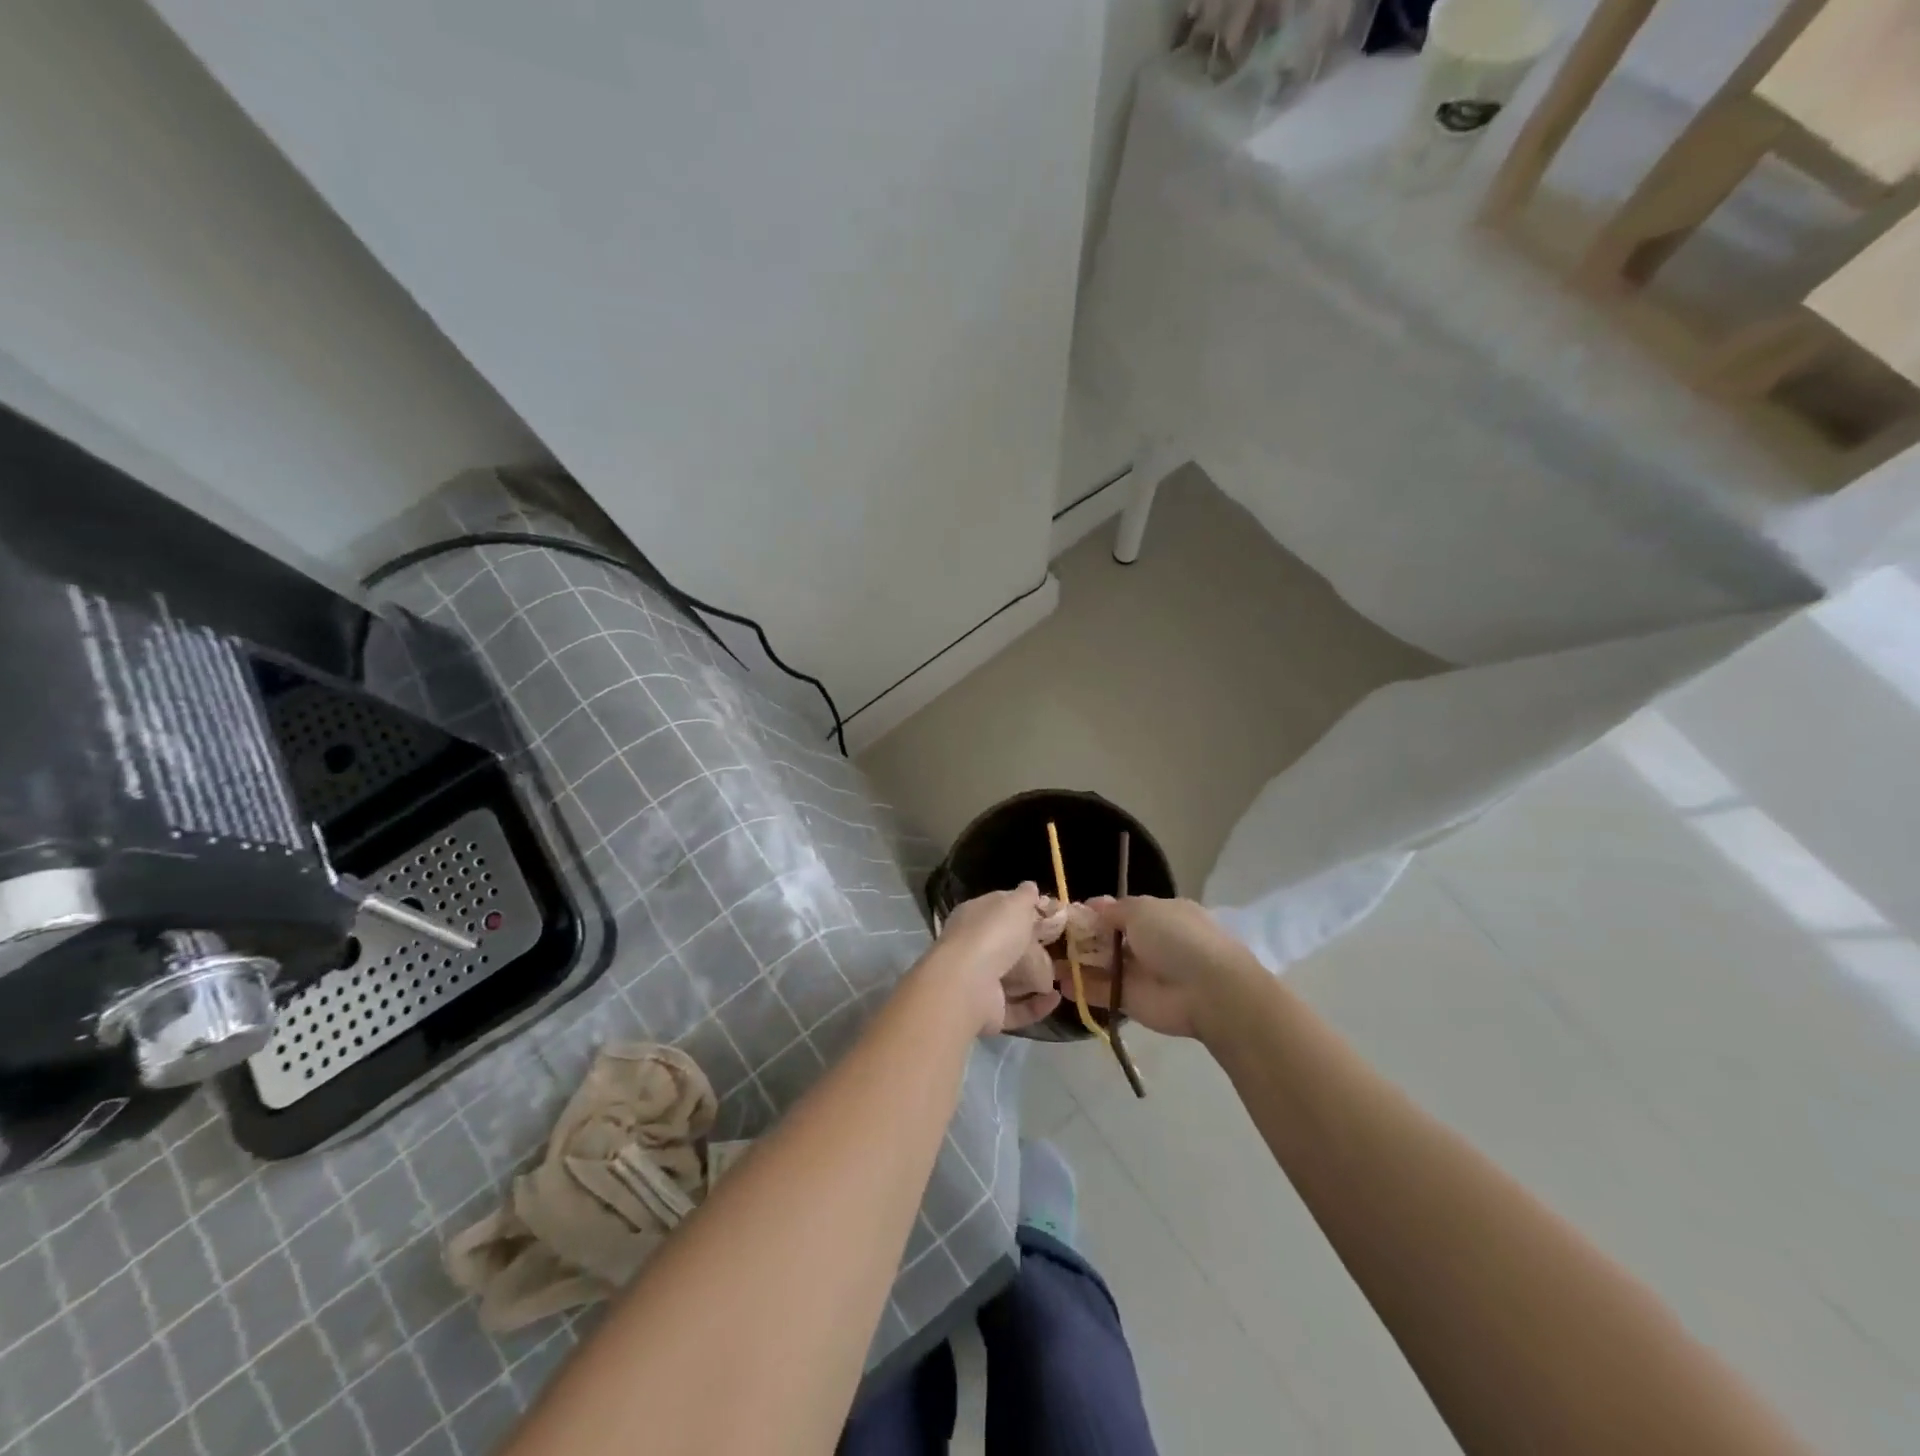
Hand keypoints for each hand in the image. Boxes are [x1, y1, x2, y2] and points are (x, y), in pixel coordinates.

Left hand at [935, 884, 1069, 1035]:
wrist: (967, 984)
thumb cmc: (992, 934)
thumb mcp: (1014, 904)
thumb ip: (1025, 896)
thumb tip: (1030, 887)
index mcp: (974, 917)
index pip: (1000, 911)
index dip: (1025, 911)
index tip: (1052, 916)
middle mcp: (974, 948)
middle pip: (1007, 946)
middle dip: (1033, 948)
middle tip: (1062, 948)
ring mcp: (979, 981)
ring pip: (1012, 979)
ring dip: (1037, 979)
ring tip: (1063, 975)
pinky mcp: (989, 1011)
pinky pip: (1017, 1008)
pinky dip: (1037, 1005)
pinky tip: (1056, 998)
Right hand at [1066, 896, 1263, 1039]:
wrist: (1208, 991)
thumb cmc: (1177, 938)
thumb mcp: (1143, 910)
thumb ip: (1113, 910)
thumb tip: (1092, 905)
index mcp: (1159, 915)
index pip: (1120, 911)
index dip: (1095, 912)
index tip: (1068, 914)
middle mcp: (1149, 942)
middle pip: (1108, 938)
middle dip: (1081, 938)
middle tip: (1049, 937)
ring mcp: (1140, 973)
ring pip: (1102, 965)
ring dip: (1076, 962)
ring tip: (1045, 960)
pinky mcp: (1131, 1001)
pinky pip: (1101, 991)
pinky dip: (1081, 988)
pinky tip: (1057, 982)